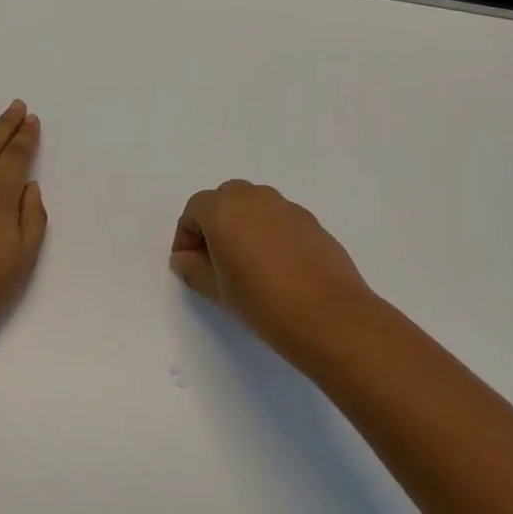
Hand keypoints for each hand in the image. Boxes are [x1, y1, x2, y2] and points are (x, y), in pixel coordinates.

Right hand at [169, 180, 376, 358]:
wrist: (328, 315)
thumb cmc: (261, 301)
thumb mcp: (216, 290)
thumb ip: (193, 268)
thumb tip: (185, 258)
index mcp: (224, 210)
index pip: (195, 209)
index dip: (186, 235)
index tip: (189, 264)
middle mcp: (255, 198)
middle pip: (225, 199)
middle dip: (215, 224)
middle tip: (214, 260)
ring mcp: (287, 207)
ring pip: (255, 206)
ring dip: (243, 226)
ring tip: (246, 265)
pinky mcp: (312, 222)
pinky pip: (279, 219)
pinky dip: (269, 233)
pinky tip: (276, 268)